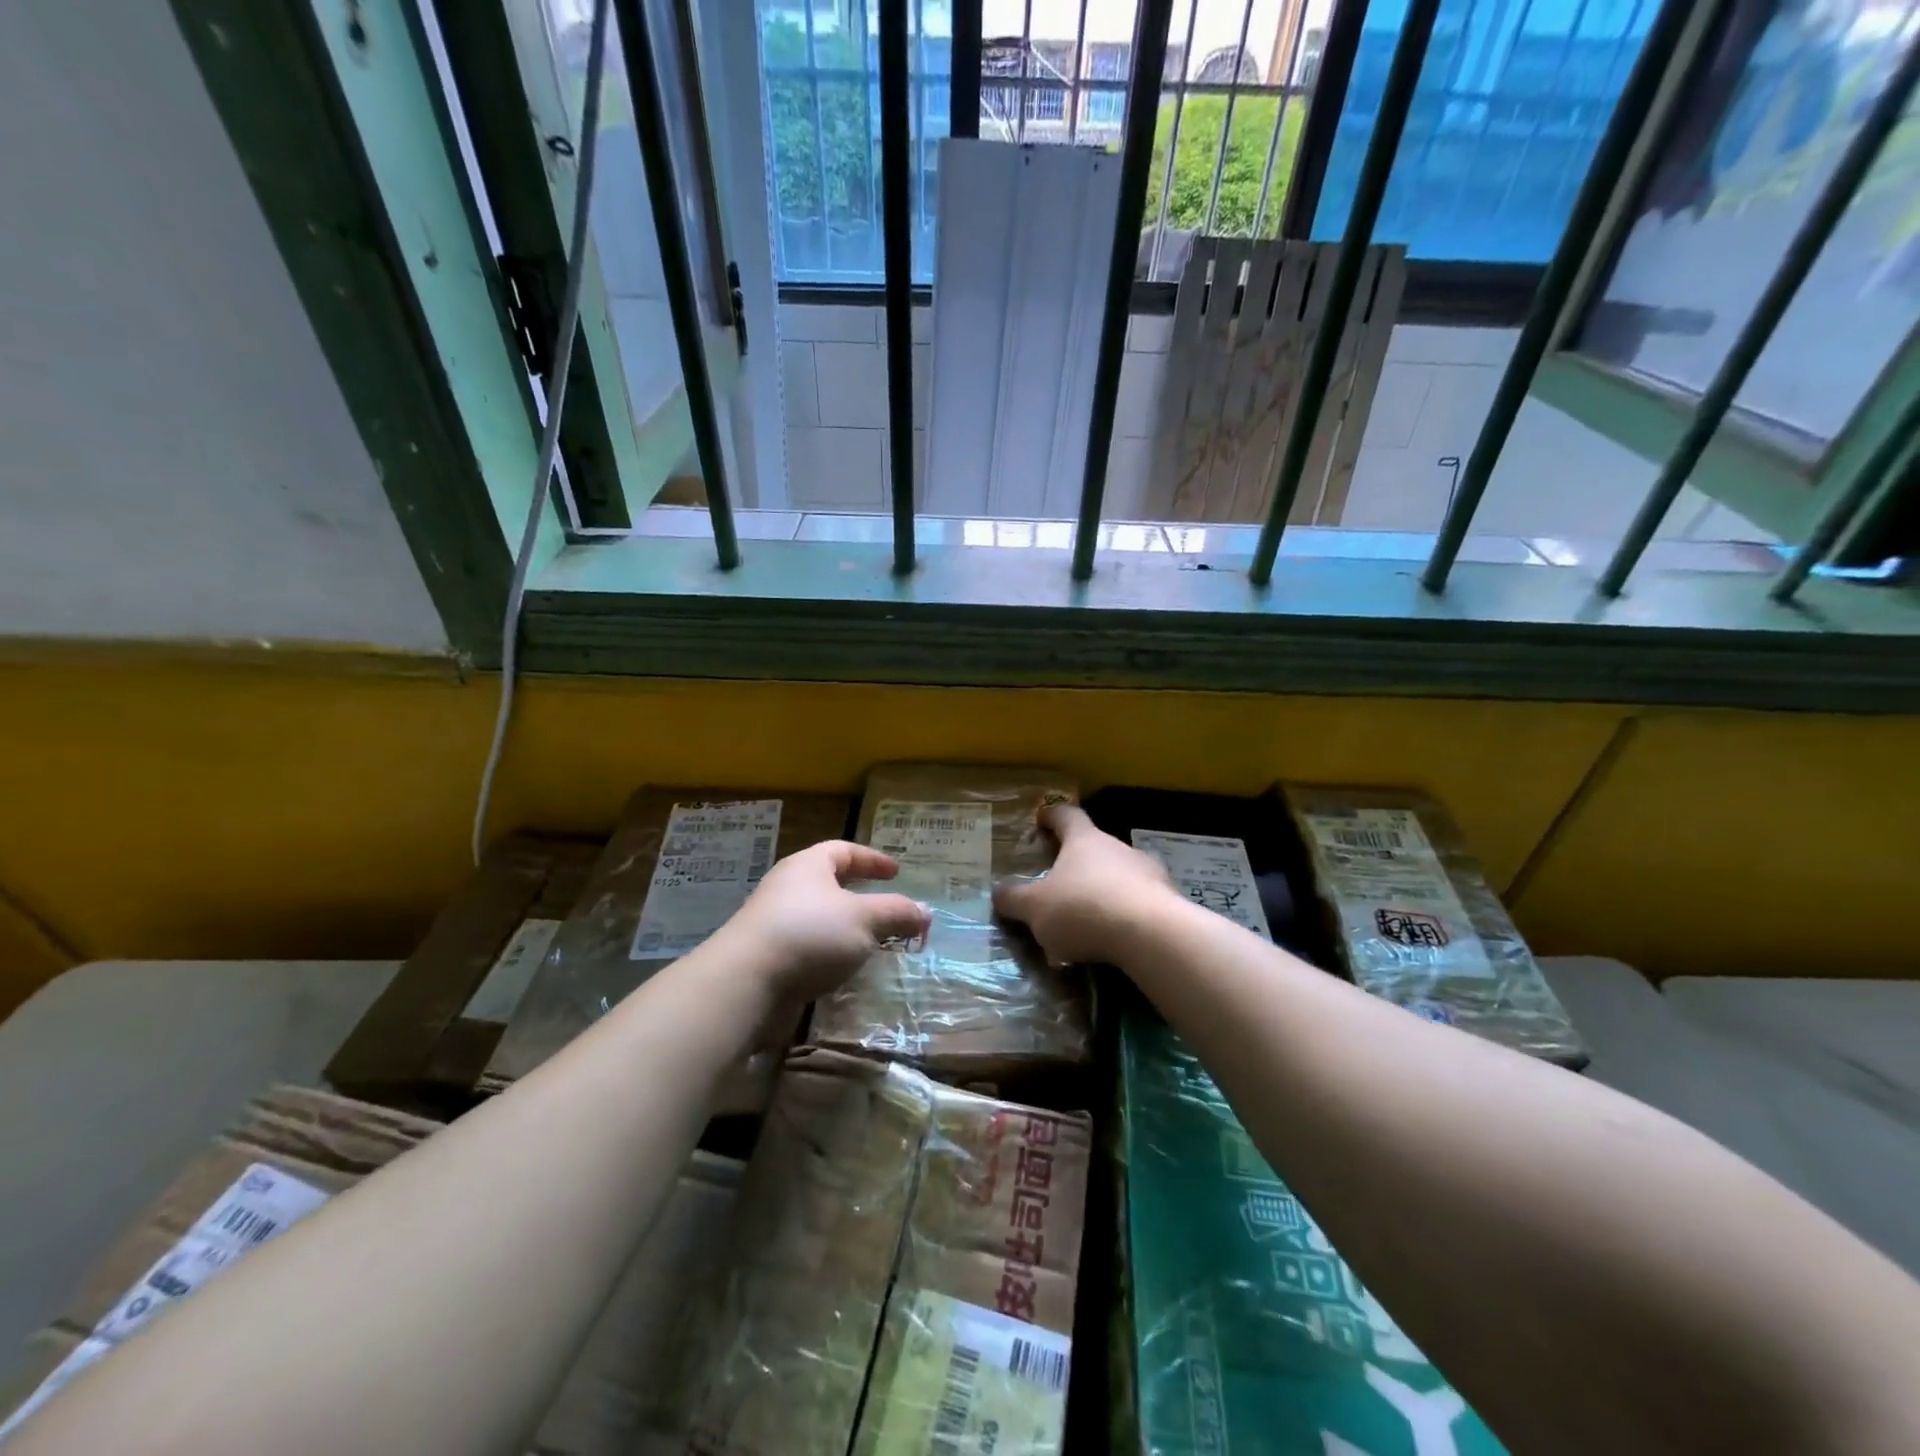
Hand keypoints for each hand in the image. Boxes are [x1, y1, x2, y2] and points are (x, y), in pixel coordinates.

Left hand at [712, 840, 930, 1001]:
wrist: (747, 983)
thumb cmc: (810, 934)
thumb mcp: (864, 919)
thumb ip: (897, 913)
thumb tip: (926, 912)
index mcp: (808, 866)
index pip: (843, 850)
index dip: (872, 859)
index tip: (896, 872)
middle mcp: (788, 888)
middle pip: (829, 884)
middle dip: (860, 896)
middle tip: (887, 909)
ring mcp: (775, 924)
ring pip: (819, 919)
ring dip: (846, 930)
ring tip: (873, 945)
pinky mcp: (769, 959)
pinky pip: (808, 949)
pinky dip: (830, 956)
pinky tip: (846, 972)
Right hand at [993, 804, 1179, 966]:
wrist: (1152, 935)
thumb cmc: (1084, 908)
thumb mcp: (1035, 908)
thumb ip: (1014, 899)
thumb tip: (998, 892)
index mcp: (1084, 840)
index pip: (1066, 815)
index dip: (1051, 816)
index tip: (1041, 820)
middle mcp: (1118, 848)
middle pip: (1095, 846)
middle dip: (1077, 862)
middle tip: (1059, 882)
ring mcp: (1148, 873)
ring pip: (1119, 875)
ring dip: (1103, 890)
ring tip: (1086, 919)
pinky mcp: (1168, 901)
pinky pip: (1139, 903)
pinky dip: (1124, 914)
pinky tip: (1114, 939)